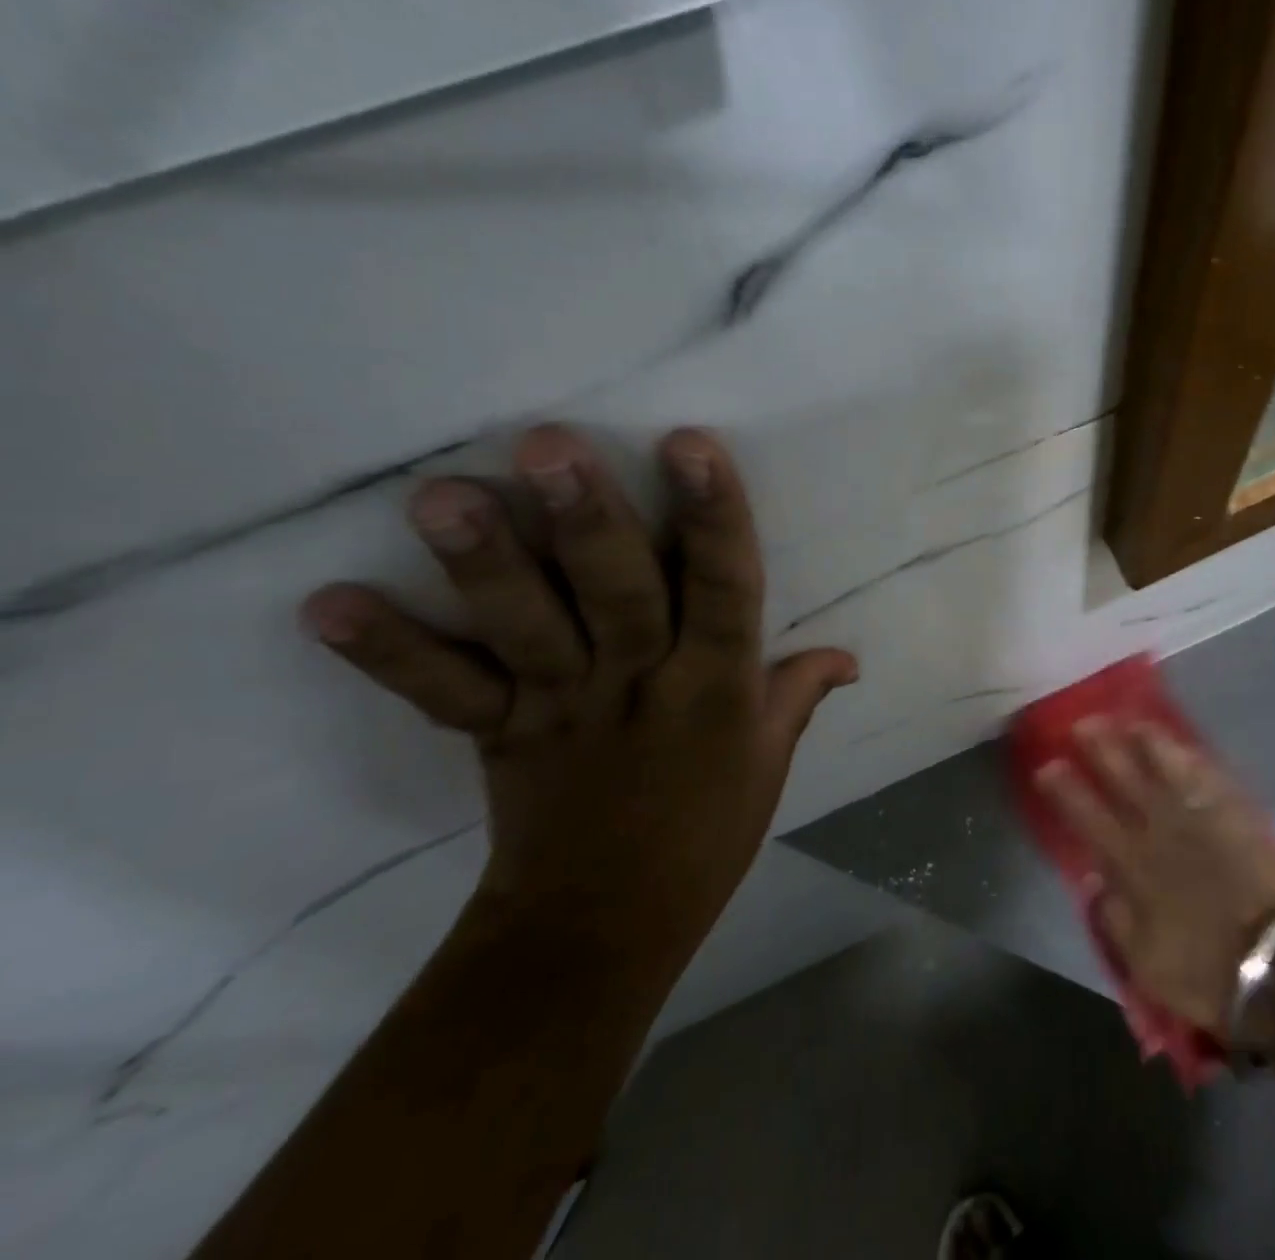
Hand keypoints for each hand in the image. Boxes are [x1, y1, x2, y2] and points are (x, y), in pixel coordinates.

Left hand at [300, 425, 856, 968]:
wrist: (604, 928)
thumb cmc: (705, 835)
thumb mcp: (769, 762)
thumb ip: (798, 694)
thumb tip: (849, 655)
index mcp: (716, 688)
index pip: (728, 591)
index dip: (714, 519)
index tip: (692, 445)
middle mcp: (640, 685)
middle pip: (618, 595)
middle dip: (588, 521)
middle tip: (547, 444)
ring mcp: (562, 708)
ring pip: (528, 631)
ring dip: (485, 566)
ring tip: (440, 497)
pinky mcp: (499, 735)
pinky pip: (445, 693)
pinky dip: (390, 653)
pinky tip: (326, 603)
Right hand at [1038, 720, 1274, 1038]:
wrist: (1274, 971)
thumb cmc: (1202, 971)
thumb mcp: (1143, 962)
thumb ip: (1114, 917)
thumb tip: (1094, 879)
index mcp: (1133, 865)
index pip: (1089, 817)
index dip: (1067, 789)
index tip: (1048, 765)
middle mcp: (1161, 832)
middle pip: (1125, 780)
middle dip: (1102, 749)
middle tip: (1084, 723)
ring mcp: (1200, 822)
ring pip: (1167, 770)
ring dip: (1147, 743)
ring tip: (1131, 722)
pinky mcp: (1235, 822)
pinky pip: (1210, 782)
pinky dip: (1194, 762)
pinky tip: (1185, 748)